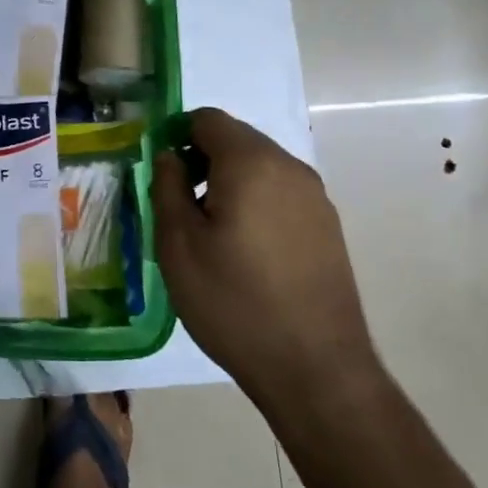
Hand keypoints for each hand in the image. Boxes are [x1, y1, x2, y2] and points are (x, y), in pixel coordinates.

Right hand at [152, 108, 378, 414]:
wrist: (316, 369)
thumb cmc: (233, 302)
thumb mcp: (178, 245)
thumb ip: (167, 186)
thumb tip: (168, 156)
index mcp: (251, 163)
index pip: (207, 119)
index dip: (176, 135)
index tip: (160, 173)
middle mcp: (289, 167)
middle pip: (236, 139)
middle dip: (201, 159)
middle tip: (178, 205)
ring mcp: (315, 197)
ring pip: (259, 166)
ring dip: (228, 181)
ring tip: (209, 231)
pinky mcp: (327, 226)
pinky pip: (280, 192)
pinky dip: (255, 201)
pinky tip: (244, 249)